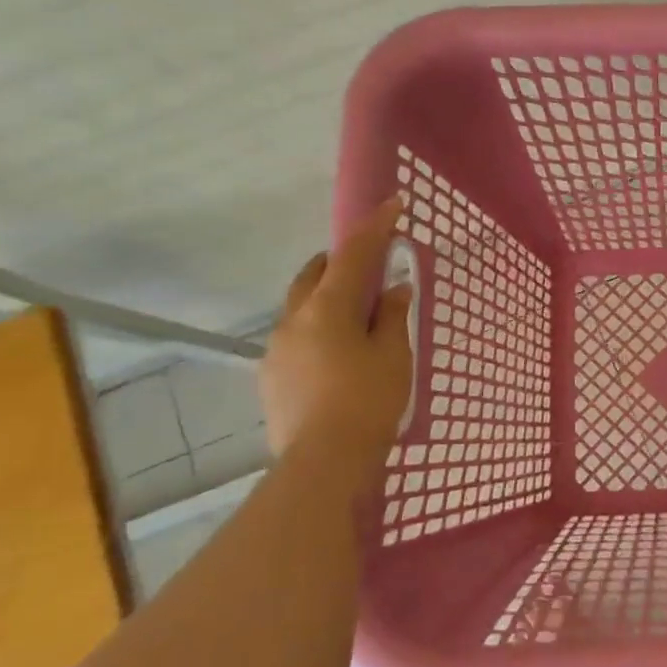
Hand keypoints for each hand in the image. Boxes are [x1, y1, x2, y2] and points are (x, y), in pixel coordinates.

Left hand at [260, 197, 414, 461]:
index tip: (393, 204)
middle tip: (371, 266)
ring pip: (301, 306)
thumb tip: (394, 287)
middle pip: (315, 273)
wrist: (322, 462)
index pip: (353, 254)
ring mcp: (277, 348)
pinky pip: (296, 335)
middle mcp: (294, 319)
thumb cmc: (368, 402)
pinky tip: (337, 353)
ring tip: (356, 315)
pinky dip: (318, 327)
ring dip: (327, 296)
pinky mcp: (271, 375)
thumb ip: (391, 316)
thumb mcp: (392, 356)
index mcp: (327, 308)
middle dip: (341, 260)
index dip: (375, 227)